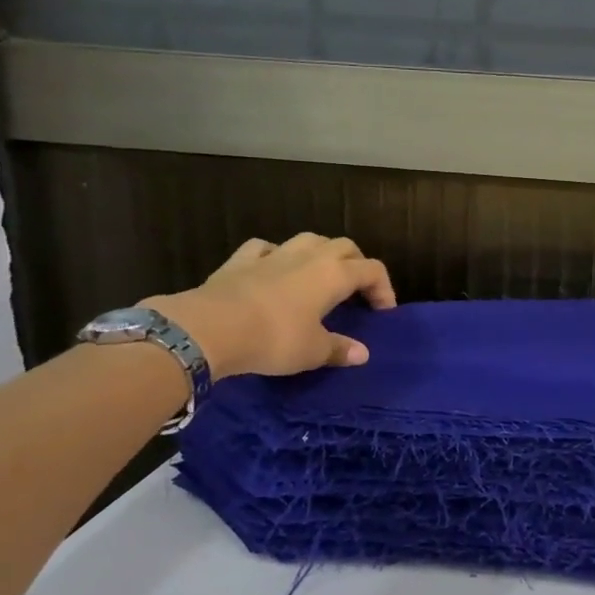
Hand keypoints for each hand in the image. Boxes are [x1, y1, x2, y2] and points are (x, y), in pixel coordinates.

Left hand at [145, 234, 397, 379]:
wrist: (210, 328)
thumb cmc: (274, 338)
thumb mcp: (312, 351)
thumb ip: (339, 349)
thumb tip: (362, 354)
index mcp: (334, 274)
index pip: (372, 270)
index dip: (384, 289)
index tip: (383, 313)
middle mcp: (309, 256)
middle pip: (344, 246)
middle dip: (356, 264)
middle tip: (356, 290)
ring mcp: (273, 254)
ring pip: (308, 240)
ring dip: (321, 252)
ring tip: (320, 275)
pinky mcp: (240, 261)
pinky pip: (265, 248)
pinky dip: (276, 255)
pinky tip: (274, 268)